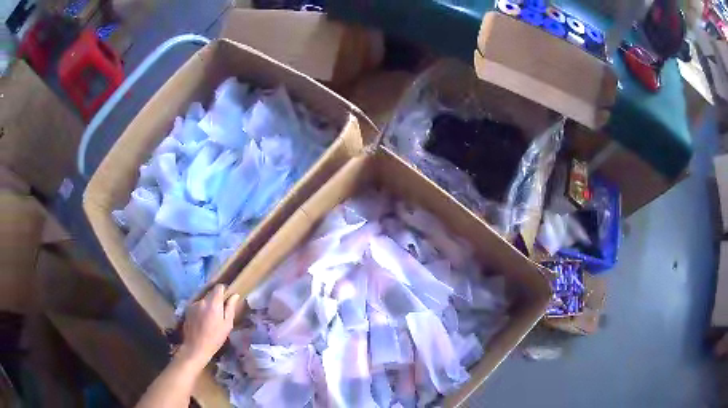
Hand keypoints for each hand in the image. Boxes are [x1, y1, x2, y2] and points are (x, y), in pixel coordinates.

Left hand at [177, 284, 239, 369]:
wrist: (196, 347)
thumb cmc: (215, 338)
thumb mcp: (227, 325)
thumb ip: (230, 308)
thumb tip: (234, 295)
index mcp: (213, 303)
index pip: (218, 287)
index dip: (224, 290)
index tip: (227, 297)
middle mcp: (202, 300)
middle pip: (210, 293)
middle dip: (216, 299)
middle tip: (220, 312)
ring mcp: (193, 304)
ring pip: (203, 300)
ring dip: (208, 305)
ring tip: (210, 318)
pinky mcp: (187, 309)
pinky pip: (197, 305)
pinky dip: (201, 309)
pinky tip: (202, 321)